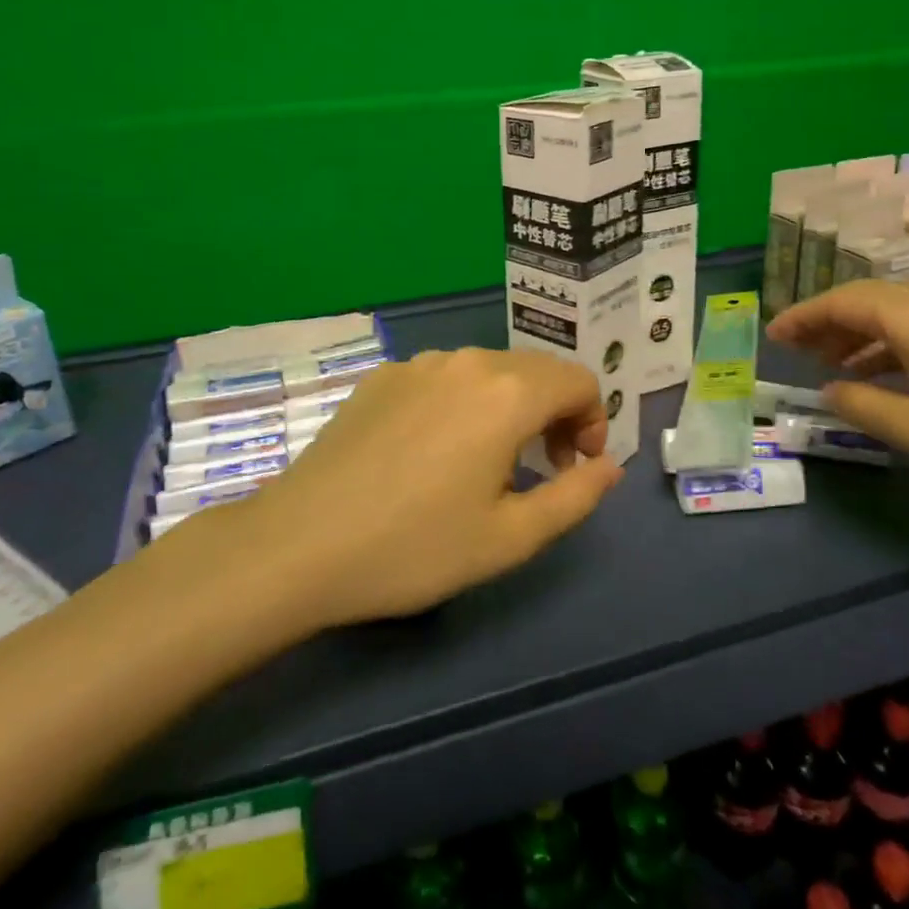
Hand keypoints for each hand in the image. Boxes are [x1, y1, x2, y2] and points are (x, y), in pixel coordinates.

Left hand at [189, 349, 622, 625]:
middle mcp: (467, 361)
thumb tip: (609, 466)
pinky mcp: (381, 376)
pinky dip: (464, 403)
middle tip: (543, 468)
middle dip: (555, 413)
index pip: (579, 380)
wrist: (299, 545)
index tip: (575, 467)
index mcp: (507, 392)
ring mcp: (418, 364)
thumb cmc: (415, 547)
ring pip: (490, 370)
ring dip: (510, 406)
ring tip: (489, 462)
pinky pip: (444, 378)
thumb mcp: (510, 537)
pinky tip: (434, 451)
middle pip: (537, 370)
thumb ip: (575, 496)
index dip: (592, 421)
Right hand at [767, 282, 908, 515]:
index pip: (840, 301)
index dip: (802, 317)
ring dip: (857, 332)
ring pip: (894, 310)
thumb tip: (828, 390)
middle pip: (865, 298)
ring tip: (832, 364)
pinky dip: (890, 341)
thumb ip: (861, 406)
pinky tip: (884, 372)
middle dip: (825, 321)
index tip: (772, 337)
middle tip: (795, 349)